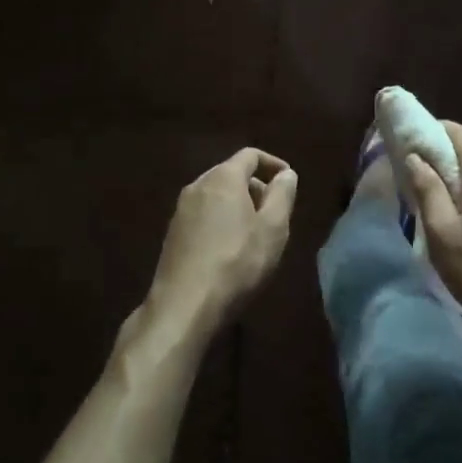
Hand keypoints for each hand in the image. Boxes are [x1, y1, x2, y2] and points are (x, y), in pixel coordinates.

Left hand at [142, 148, 297, 346]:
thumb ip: (282, 195)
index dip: (273, 164)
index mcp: (224, 177)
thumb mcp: (272, 229)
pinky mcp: (173, 234)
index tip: (288, 182)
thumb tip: (286, 174)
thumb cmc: (236, 263)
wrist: (183, 307)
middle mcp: (198, 185)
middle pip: (232, 174)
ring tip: (255, 234)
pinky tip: (230, 250)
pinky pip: (204, 214)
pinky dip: (221, 221)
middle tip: (274, 213)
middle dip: (256, 187)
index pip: (250, 155)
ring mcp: (181, 210)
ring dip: (238, 206)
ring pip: (217, 195)